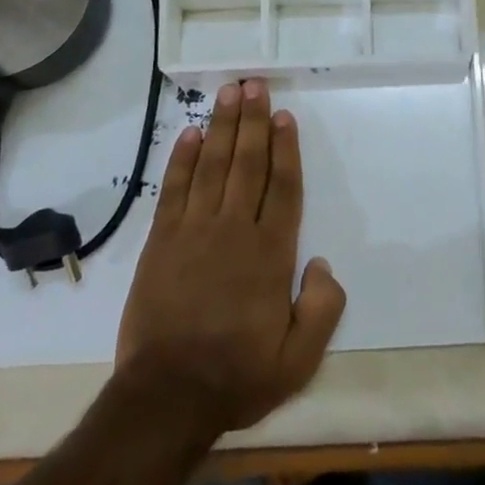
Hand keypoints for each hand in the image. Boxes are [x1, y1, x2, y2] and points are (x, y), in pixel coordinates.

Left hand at [113, 79, 346, 439]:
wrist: (166, 399)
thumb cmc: (237, 375)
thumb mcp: (299, 359)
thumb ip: (322, 309)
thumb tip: (323, 264)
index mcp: (271, 253)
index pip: (282, 187)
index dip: (286, 148)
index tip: (284, 116)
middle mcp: (234, 230)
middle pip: (247, 163)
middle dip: (253, 121)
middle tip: (254, 85)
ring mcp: (194, 232)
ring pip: (213, 166)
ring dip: (222, 127)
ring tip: (228, 93)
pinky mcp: (161, 241)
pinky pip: (174, 189)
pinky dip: (182, 159)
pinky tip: (190, 134)